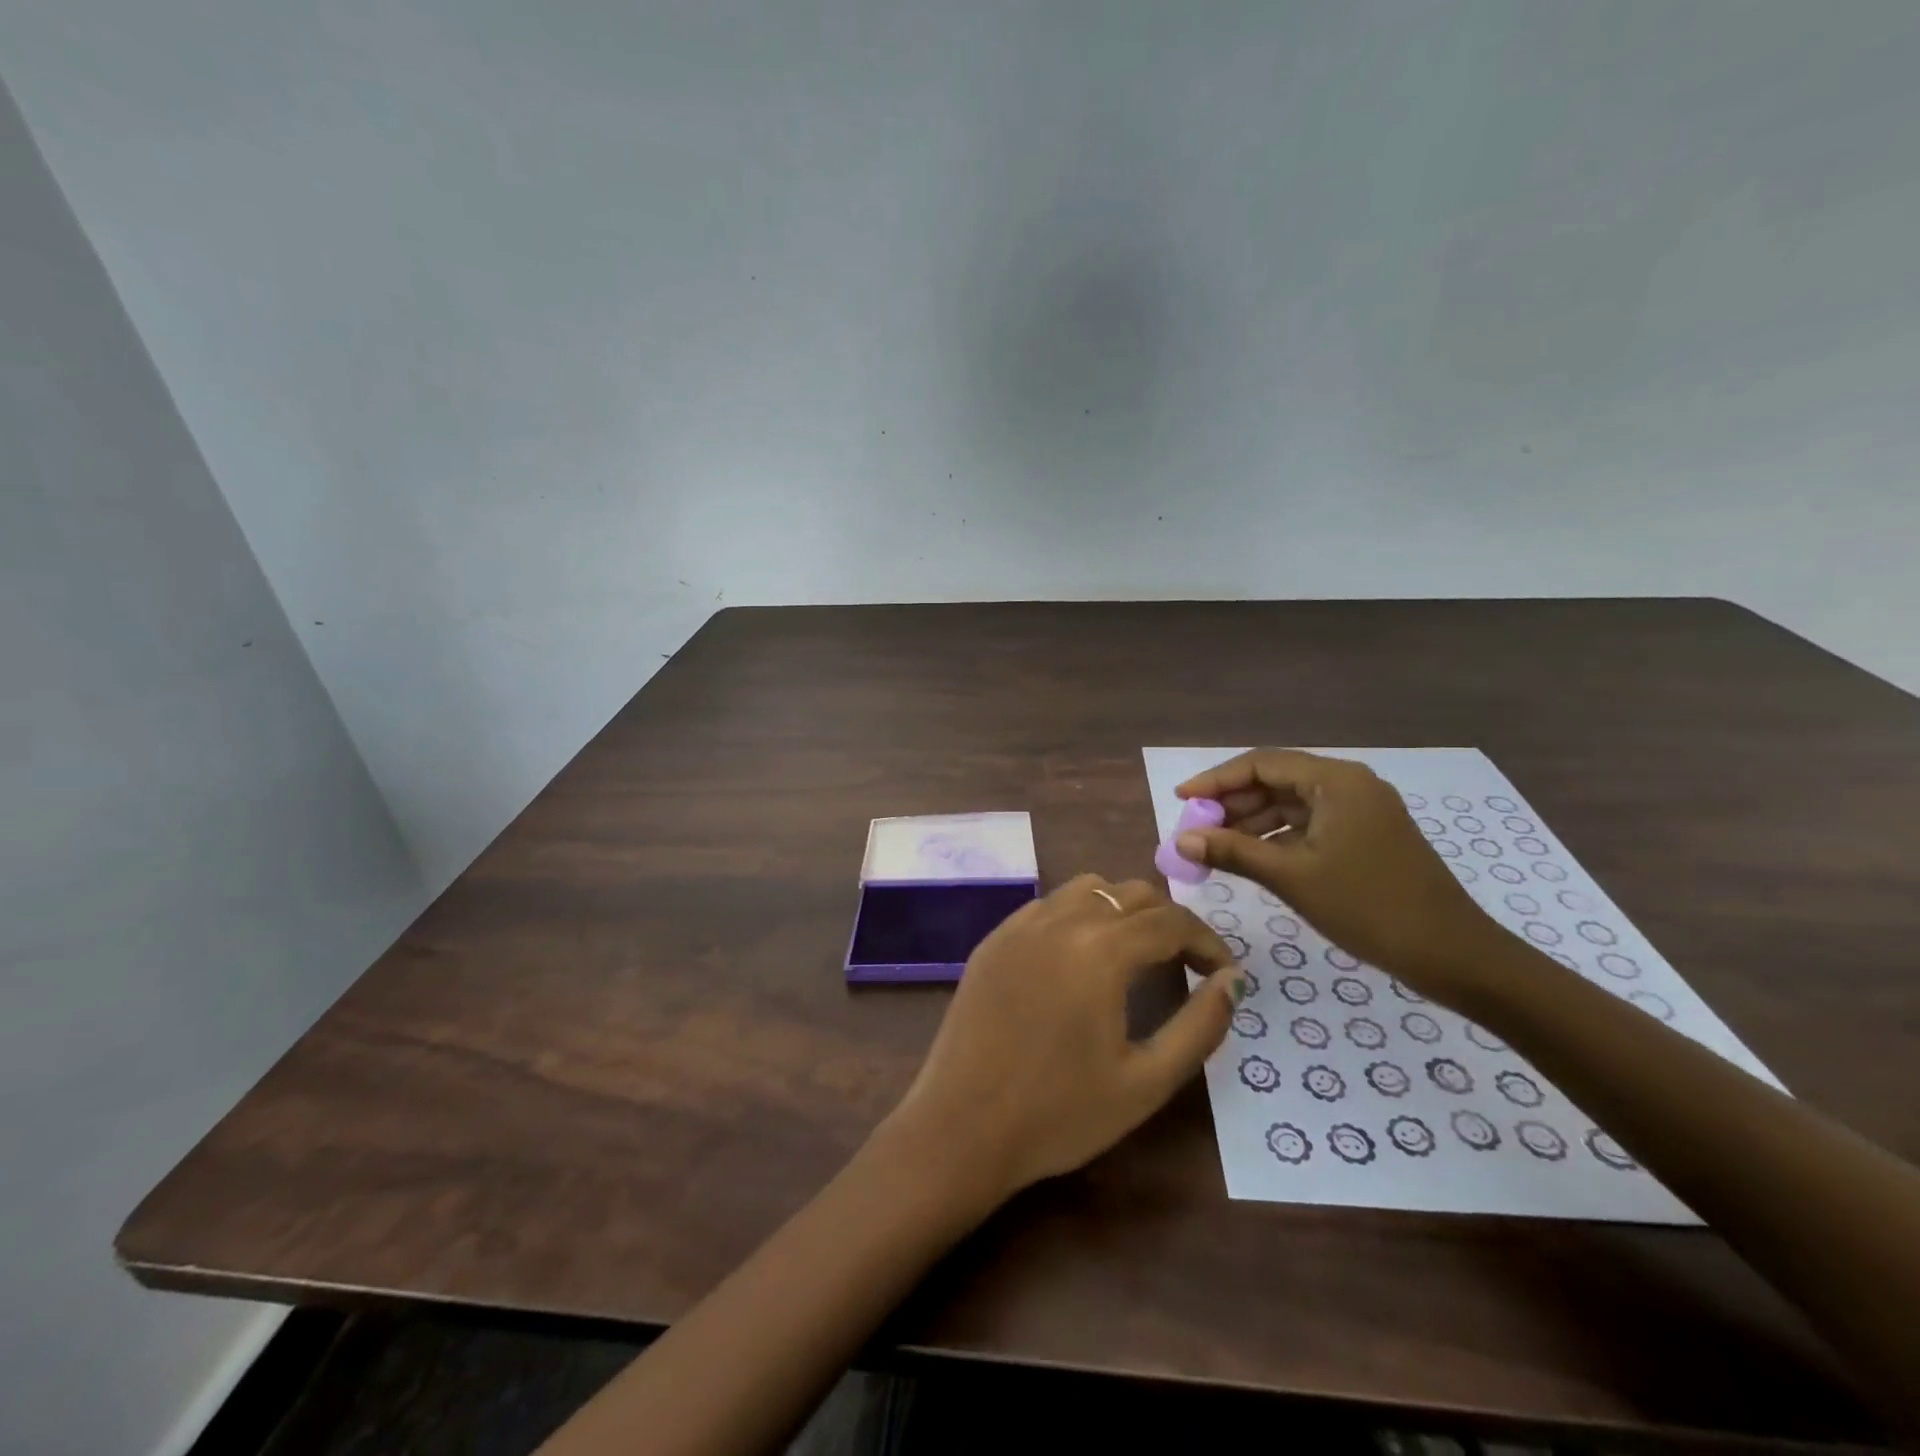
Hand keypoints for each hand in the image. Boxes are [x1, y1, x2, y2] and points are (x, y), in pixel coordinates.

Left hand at [885, 875, 1243, 1202]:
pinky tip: (1080, 958)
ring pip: (1087, 888)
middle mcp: (1060, 920)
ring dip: (1122, 909)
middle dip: (1169, 921)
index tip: (1224, 972)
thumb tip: (1232, 981)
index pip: (1171, 921)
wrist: (961, 1127)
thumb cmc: (1059, 1113)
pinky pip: (1048, 905)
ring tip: (1136, 954)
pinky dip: (1078, 915)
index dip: (1207, 942)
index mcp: (1100, 949)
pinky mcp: (993, 939)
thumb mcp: (1146, 1082)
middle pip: (1131, 893)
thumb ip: (1199, 1026)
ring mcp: (1020, 925)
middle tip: (1186, 964)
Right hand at [1173, 749, 1506, 1002]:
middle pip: (1275, 781)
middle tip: (1193, 830)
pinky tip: (1249, 858)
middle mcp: (1348, 785)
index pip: (1261, 764)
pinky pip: (1308, 826)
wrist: (1454, 955)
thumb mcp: (1293, 878)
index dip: (1215, 780)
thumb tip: (1181, 840)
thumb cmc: (1370, 908)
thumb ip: (1234, 852)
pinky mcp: (1365, 836)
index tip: (1180, 800)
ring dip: (1250, 823)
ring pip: (1290, 805)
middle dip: (1231, 804)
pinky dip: (1275, 838)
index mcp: (1336, 781)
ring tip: (1213, 847)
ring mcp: (1360, 811)